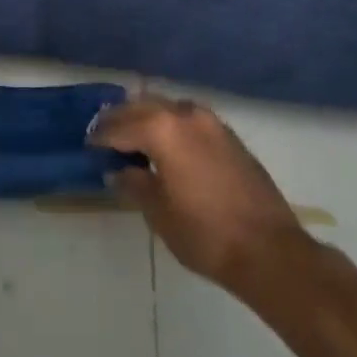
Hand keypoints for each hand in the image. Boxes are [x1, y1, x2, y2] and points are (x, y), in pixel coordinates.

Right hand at [92, 96, 311, 297]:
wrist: (268, 250)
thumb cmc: (204, 234)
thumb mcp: (158, 212)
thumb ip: (134, 184)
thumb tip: (119, 171)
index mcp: (163, 130)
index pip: (120, 126)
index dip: (100, 137)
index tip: (88, 145)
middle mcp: (186, 115)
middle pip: (143, 106)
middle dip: (121, 119)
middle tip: (103, 135)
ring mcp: (212, 123)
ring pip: (168, 107)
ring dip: (147, 117)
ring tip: (132, 138)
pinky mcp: (229, 136)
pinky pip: (189, 119)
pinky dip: (170, 124)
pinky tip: (165, 145)